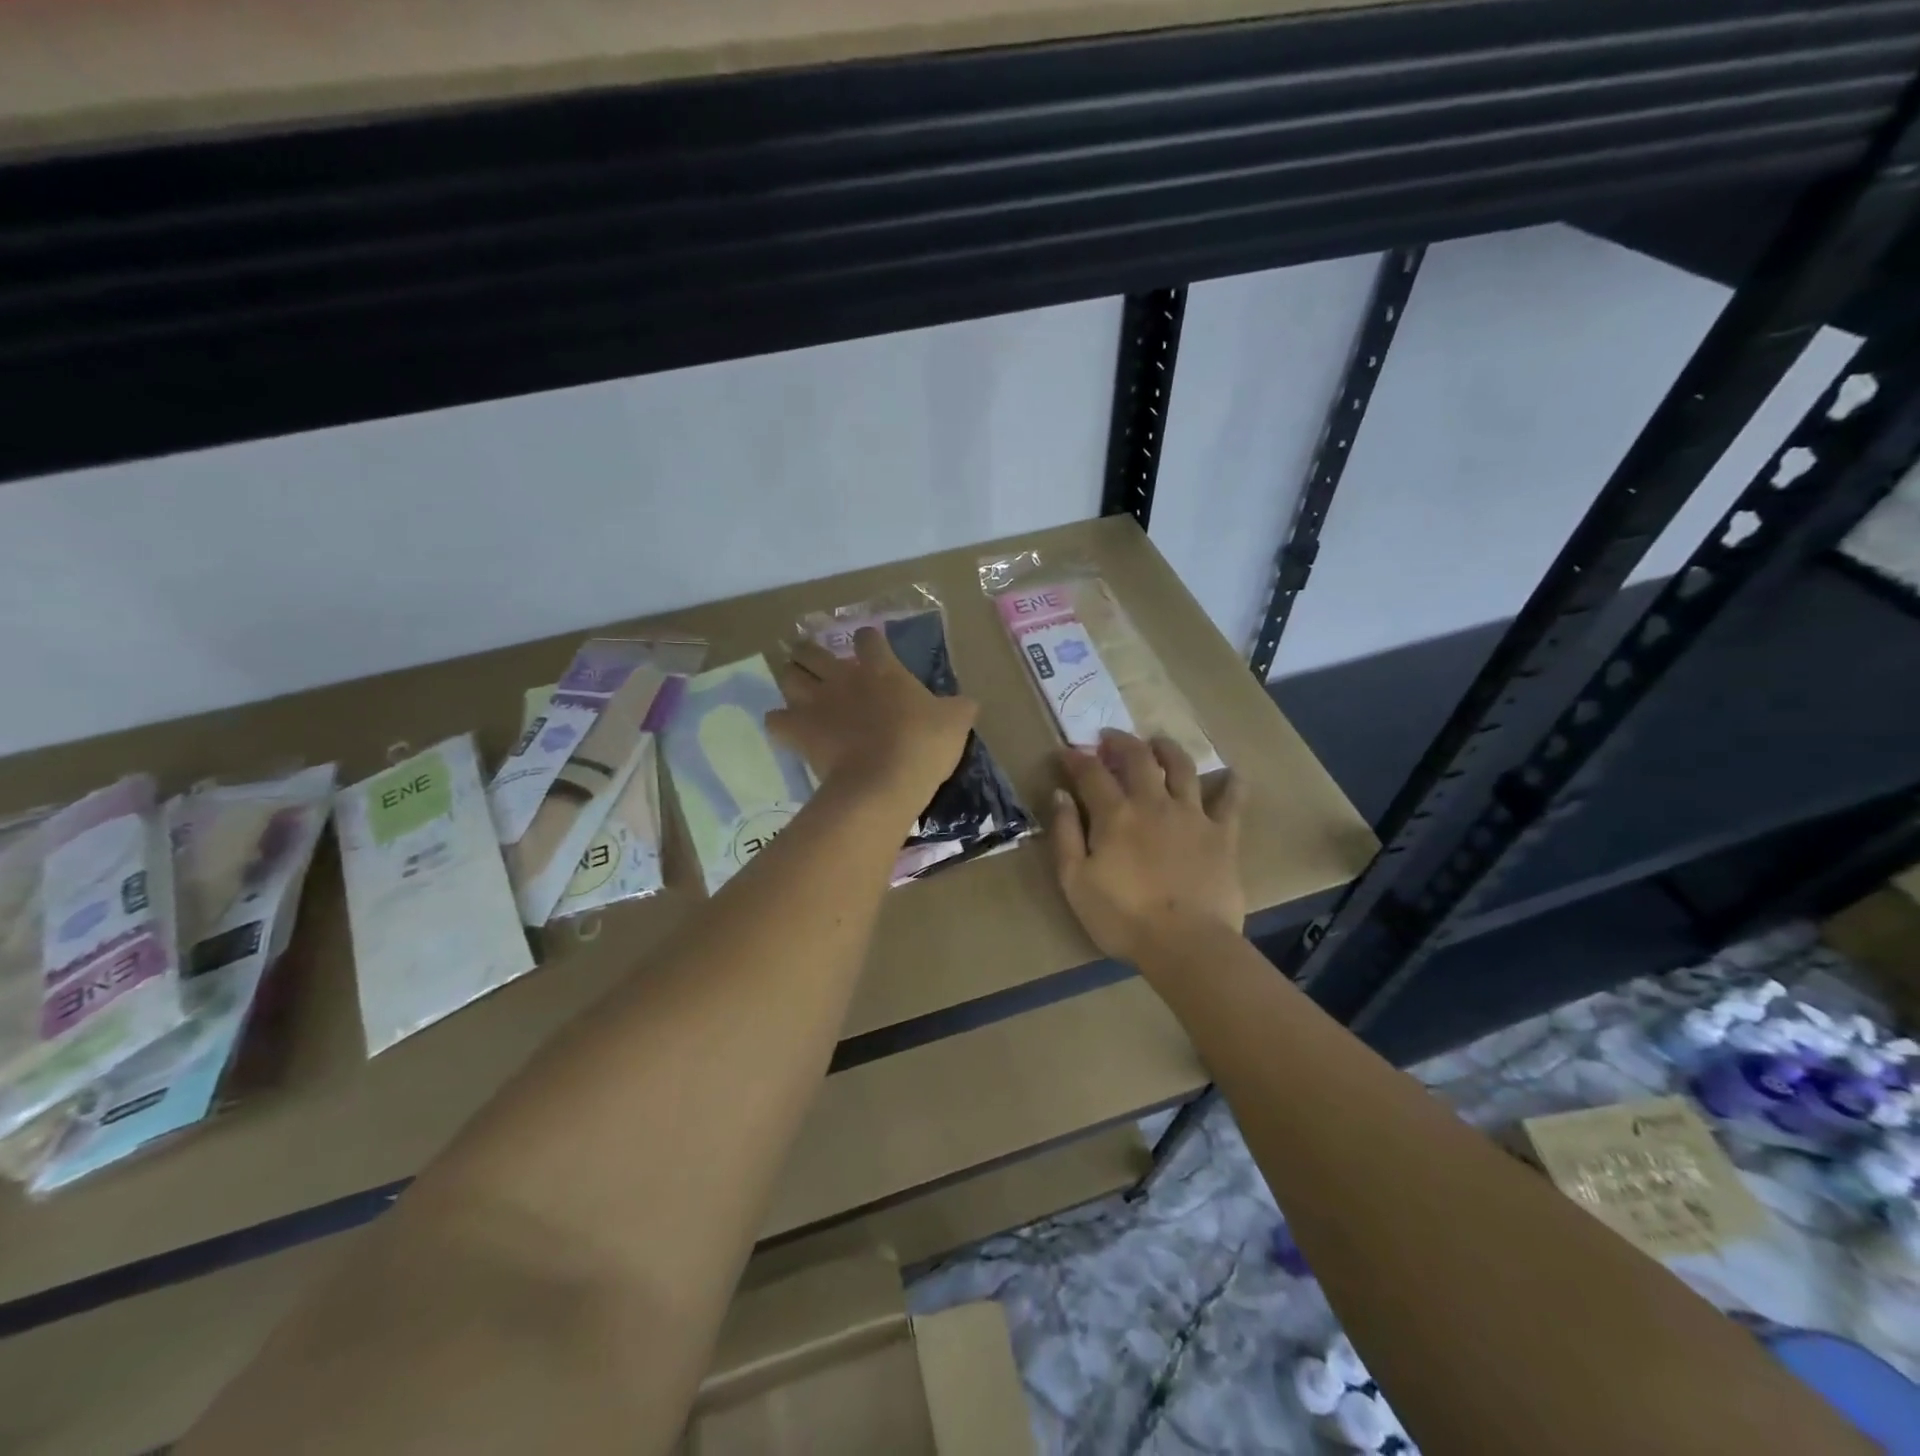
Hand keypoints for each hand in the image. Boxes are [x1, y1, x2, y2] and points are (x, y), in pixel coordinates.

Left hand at [768, 629, 976, 811]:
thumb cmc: (923, 745)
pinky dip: (780, 723)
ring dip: (792, 680)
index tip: (872, 650)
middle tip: (818, 663)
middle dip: (811, 653)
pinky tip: (790, 728)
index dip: (870, 642)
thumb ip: (959, 707)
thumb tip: (967, 703)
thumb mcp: (956, 722)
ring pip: (788, 677)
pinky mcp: (799, 731)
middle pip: (812, 651)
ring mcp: (816, 703)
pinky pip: (776, 720)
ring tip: (800, 690)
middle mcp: (843, 678)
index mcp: (881, 669)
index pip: (868, 639)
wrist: (884, 781)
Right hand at [1052, 730, 1245, 965]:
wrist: (1186, 945)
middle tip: (1110, 738)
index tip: (1066, 752)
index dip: (1076, 758)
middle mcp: (1154, 803)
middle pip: (1138, 757)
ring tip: (1158, 743)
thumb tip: (1061, 795)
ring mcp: (1192, 815)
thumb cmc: (1122, 918)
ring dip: (1167, 749)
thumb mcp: (1076, 881)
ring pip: (1182, 767)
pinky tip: (1233, 774)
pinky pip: (1231, 801)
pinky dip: (1232, 785)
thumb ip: (1065, 834)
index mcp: (1115, 814)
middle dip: (1121, 741)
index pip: (1091, 773)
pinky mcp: (1223, 834)